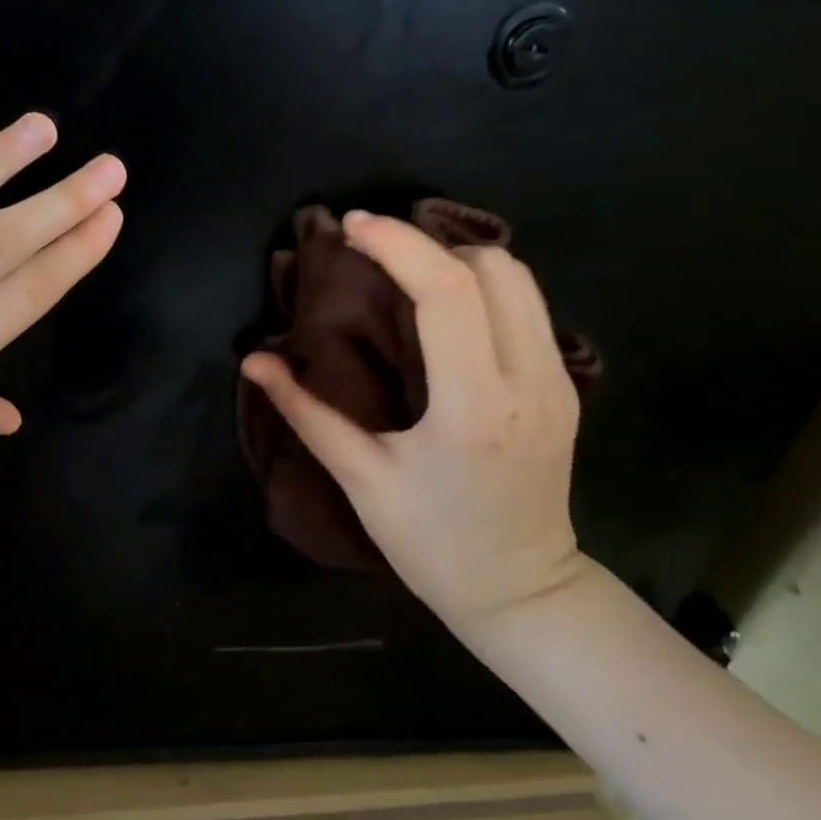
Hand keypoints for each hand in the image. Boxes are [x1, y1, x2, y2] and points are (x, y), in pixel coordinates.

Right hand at [240, 210, 586, 630]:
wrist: (522, 592)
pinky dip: (482, 289)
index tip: (352, 227)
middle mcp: (529, 381)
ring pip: (521, 280)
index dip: (397, 246)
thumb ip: (305, 412)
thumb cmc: (432, 544)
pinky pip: (528, 308)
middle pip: (495, 269)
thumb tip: (254, 360)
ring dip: (458, 264)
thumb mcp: (361, 478)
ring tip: (406, 276)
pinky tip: (443, 313)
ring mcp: (558, 383)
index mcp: (473, 407)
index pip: (448, 293)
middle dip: (429, 246)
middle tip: (375, 254)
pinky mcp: (565, 387)